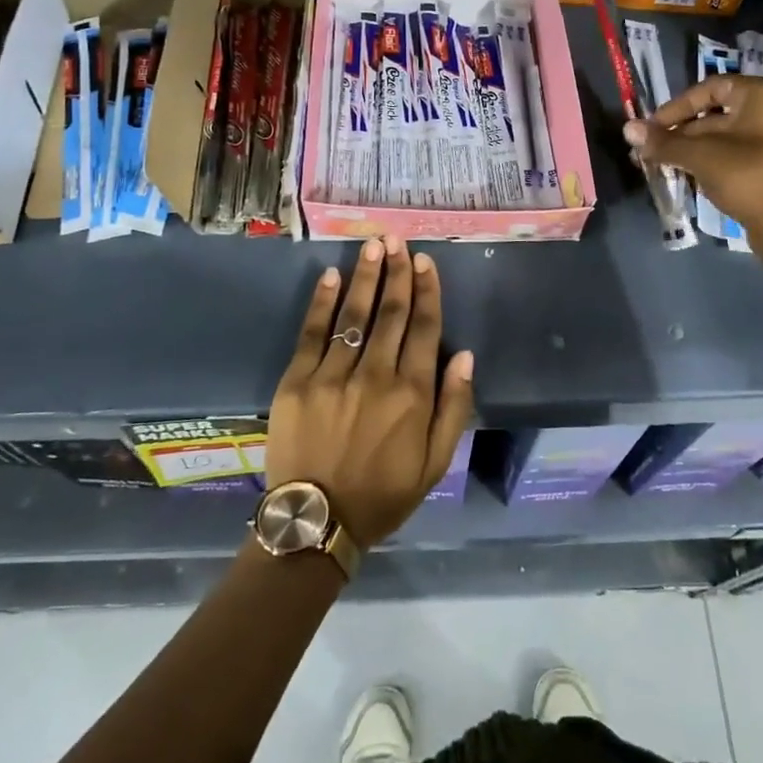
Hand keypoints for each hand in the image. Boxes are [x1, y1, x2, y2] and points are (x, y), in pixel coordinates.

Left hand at [264, 237, 474, 548]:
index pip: (424, 329)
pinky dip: (322, 303)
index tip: (426, 262)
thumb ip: (453, 407)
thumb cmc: (383, 494)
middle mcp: (375, 376)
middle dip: (398, 273)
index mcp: (412, 395)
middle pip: (391, 314)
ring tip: (373, 246)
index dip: (426, 291)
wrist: (317, 522)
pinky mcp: (297, 382)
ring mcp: (333, 376)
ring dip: (366, 277)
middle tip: (398, 240)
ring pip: (355, 316)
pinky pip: (313, 334)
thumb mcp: (435, 463)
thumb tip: (466, 355)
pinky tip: (331, 276)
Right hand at [624, 75, 762, 245]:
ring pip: (728, 139)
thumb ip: (664, 142)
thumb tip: (628, 129)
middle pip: (718, 114)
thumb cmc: (749, 177)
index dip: (677, 106)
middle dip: (681, 133)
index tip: (653, 128)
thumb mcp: (700, 157)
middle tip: (653, 152)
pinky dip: (715, 164)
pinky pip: (741, 158)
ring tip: (666, 167)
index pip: (711, 87)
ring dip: (694, 151)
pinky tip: (693, 180)